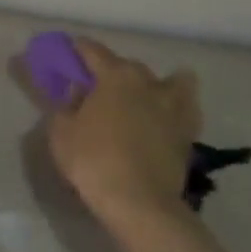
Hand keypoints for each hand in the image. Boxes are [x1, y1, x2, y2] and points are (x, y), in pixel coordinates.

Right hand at [49, 38, 199, 220]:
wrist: (139, 201)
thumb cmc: (93, 160)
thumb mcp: (61, 132)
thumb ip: (66, 105)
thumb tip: (77, 93)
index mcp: (115, 75)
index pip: (92, 51)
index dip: (77, 49)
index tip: (69, 53)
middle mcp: (148, 81)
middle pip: (127, 65)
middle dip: (111, 71)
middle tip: (96, 90)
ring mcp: (174, 105)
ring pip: (169, 81)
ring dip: (154, 84)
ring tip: (142, 98)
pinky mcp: (189, 130)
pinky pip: (185, 108)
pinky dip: (176, 106)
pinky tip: (166, 117)